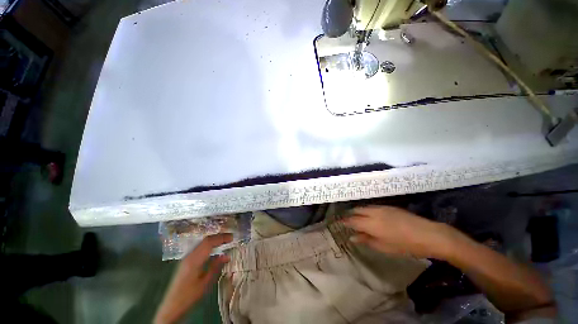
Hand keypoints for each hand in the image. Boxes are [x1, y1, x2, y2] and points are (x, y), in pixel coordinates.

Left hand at [154, 233, 232, 323]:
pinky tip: (212, 252)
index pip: (208, 243)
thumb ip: (215, 268)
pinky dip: (207, 248)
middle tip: (230, 238)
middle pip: (203, 241)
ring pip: (200, 245)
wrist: (174, 301)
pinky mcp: (185, 262)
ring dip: (211, 242)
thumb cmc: (191, 294)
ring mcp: (186, 258)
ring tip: (224, 242)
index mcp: (194, 260)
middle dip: (216, 238)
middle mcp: (189, 255)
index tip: (232, 237)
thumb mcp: (205, 283)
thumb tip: (226, 256)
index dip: (220, 238)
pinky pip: (197, 250)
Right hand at [343, 205, 457, 258]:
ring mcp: (386, 208)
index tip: (336, 224)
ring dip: (360, 211)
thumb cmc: (403, 245)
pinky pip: (376, 207)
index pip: (353, 220)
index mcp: (372, 222)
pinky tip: (371, 217)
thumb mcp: (383, 247)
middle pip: (359, 210)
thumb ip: (367, 240)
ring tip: (356, 219)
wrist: (425, 234)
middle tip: (344, 221)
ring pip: (368, 207)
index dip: (344, 221)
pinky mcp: (394, 208)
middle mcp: (377, 212)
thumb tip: (353, 237)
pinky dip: (370, 211)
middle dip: (351, 214)